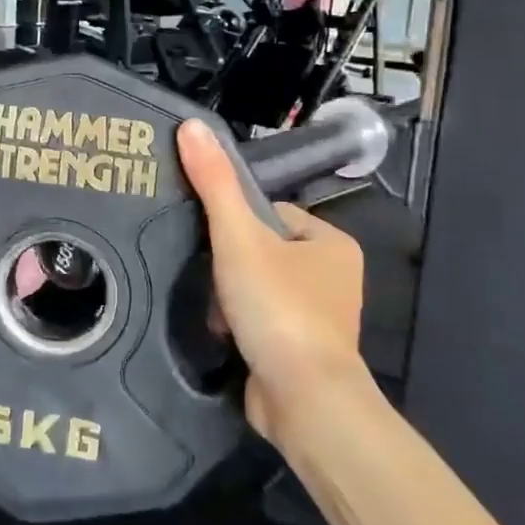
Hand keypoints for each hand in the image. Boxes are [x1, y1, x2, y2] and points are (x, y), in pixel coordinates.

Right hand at [176, 120, 365, 443]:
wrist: (303, 399)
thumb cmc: (278, 307)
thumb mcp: (240, 237)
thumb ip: (214, 183)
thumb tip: (191, 125)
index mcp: (330, 243)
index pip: (271, 213)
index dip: (237, 225)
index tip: (215, 243)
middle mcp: (333, 277)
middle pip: (261, 253)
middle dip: (230, 269)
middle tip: (212, 283)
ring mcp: (320, 317)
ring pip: (257, 289)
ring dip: (230, 300)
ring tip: (217, 316)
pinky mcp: (302, 351)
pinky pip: (262, 322)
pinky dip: (241, 327)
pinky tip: (226, 338)